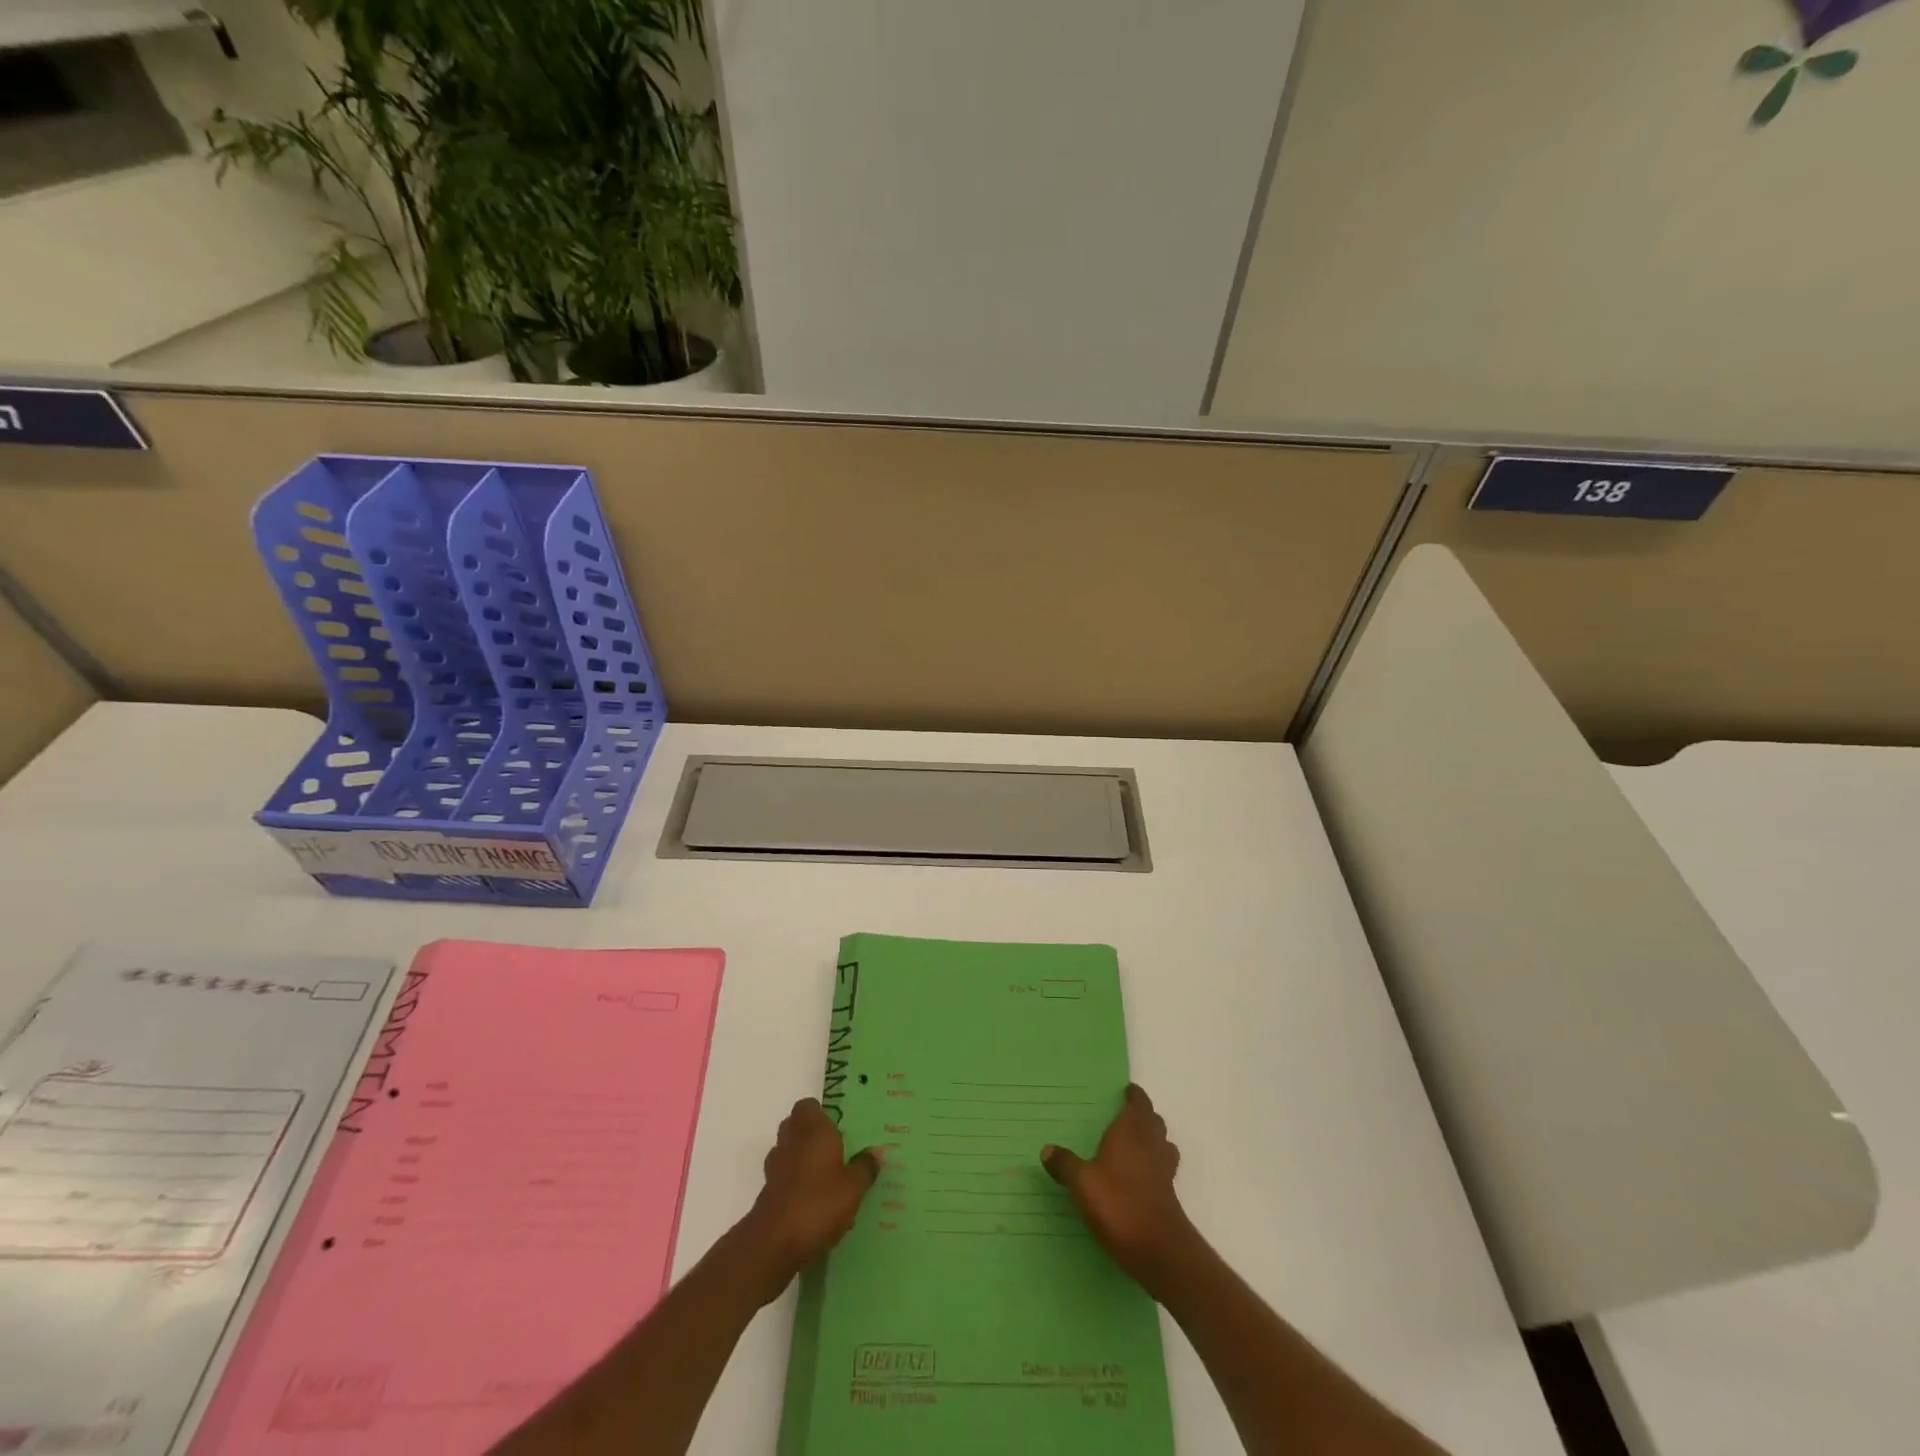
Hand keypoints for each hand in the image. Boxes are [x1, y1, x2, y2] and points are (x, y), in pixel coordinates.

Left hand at [739, 1098, 879, 1299]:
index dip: (819, 1113)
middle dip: (810, 1134)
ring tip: (823, 1174)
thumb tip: (876, 1152)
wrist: (775, 1243)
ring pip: (787, 1151)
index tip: (837, 1125)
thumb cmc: (819, 1203)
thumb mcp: (853, 1187)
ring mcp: (775, 1167)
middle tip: (833, 1148)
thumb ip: (865, 1167)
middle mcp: (791, 1141)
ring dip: (800, 1157)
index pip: (808, 1106)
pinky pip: (783, 1177)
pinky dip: (793, 1181)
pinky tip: (811, 1199)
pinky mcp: (767, 1193)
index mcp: (813, 1130)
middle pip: (795, 1126)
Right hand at [1042, 1084, 1195, 1290]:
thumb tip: (1046, 1149)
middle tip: (1128, 1116)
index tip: (1130, 1091)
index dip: (1135, 1097)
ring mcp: (1163, 1171)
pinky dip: (1154, 1165)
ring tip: (1136, 1145)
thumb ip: (1065, 1165)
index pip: (1139, 1105)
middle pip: (1154, 1123)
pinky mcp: (1168, 1196)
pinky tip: (1139, 1178)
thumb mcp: (1082, 1183)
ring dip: (1153, 1140)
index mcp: (1130, 1132)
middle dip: (1144, 1117)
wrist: (1158, 1249)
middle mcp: (1150, 1145)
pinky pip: (1162, 1169)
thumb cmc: (1118, 1203)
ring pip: (1162, 1145)